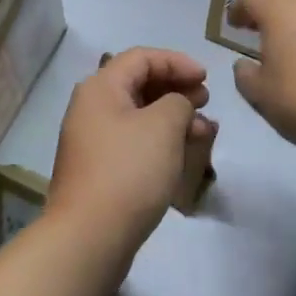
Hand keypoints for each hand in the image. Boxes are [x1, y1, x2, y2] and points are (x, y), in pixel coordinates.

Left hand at [48, 48, 215, 275]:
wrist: (89, 238)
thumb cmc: (128, 171)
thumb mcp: (163, 126)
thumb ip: (178, 102)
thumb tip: (177, 105)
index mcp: (101, 88)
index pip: (141, 57)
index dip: (177, 62)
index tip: (206, 78)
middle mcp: (92, 108)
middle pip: (139, 84)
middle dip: (176, 89)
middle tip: (206, 101)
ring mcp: (94, 141)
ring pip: (140, 116)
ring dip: (173, 117)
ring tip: (204, 131)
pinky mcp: (100, 170)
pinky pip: (135, 142)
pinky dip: (161, 141)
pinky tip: (185, 155)